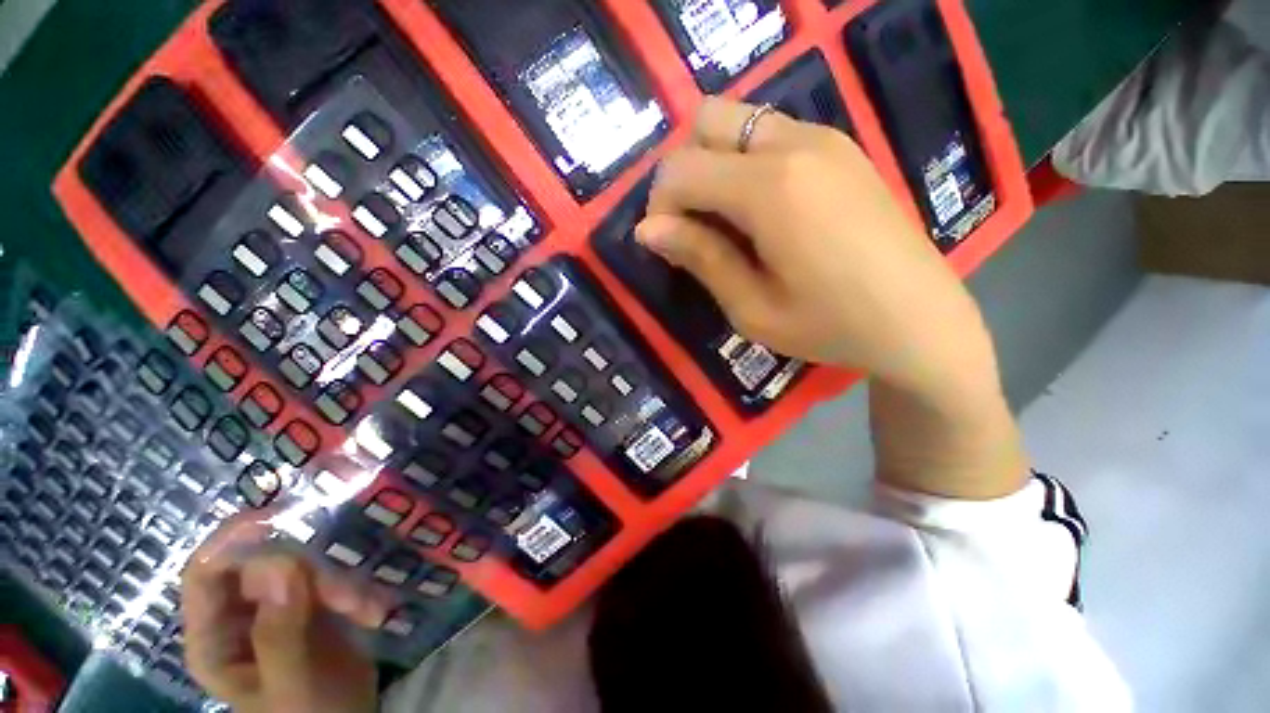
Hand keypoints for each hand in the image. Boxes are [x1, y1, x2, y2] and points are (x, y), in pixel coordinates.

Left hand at [182, 514, 386, 712]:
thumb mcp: (293, 682)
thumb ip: (280, 630)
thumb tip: (281, 563)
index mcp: (214, 638)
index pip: (205, 572)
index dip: (233, 539)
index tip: (282, 518)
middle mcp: (239, 617)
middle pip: (266, 567)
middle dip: (313, 574)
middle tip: (352, 595)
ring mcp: (277, 610)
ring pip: (305, 569)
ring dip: (341, 583)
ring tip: (369, 610)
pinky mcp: (311, 607)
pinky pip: (330, 578)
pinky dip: (355, 589)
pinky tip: (373, 611)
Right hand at [641, 99, 1025, 498]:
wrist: (920, 320)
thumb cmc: (830, 325)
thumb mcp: (752, 307)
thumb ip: (701, 258)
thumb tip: (648, 230)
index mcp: (770, 188)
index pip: (680, 169)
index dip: (659, 206)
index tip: (667, 244)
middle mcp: (795, 144)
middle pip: (707, 120)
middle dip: (684, 170)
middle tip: (695, 224)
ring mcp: (825, 138)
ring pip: (740, 121)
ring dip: (716, 164)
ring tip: (728, 221)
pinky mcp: (842, 148)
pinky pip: (773, 134)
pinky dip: (747, 162)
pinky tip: (764, 211)